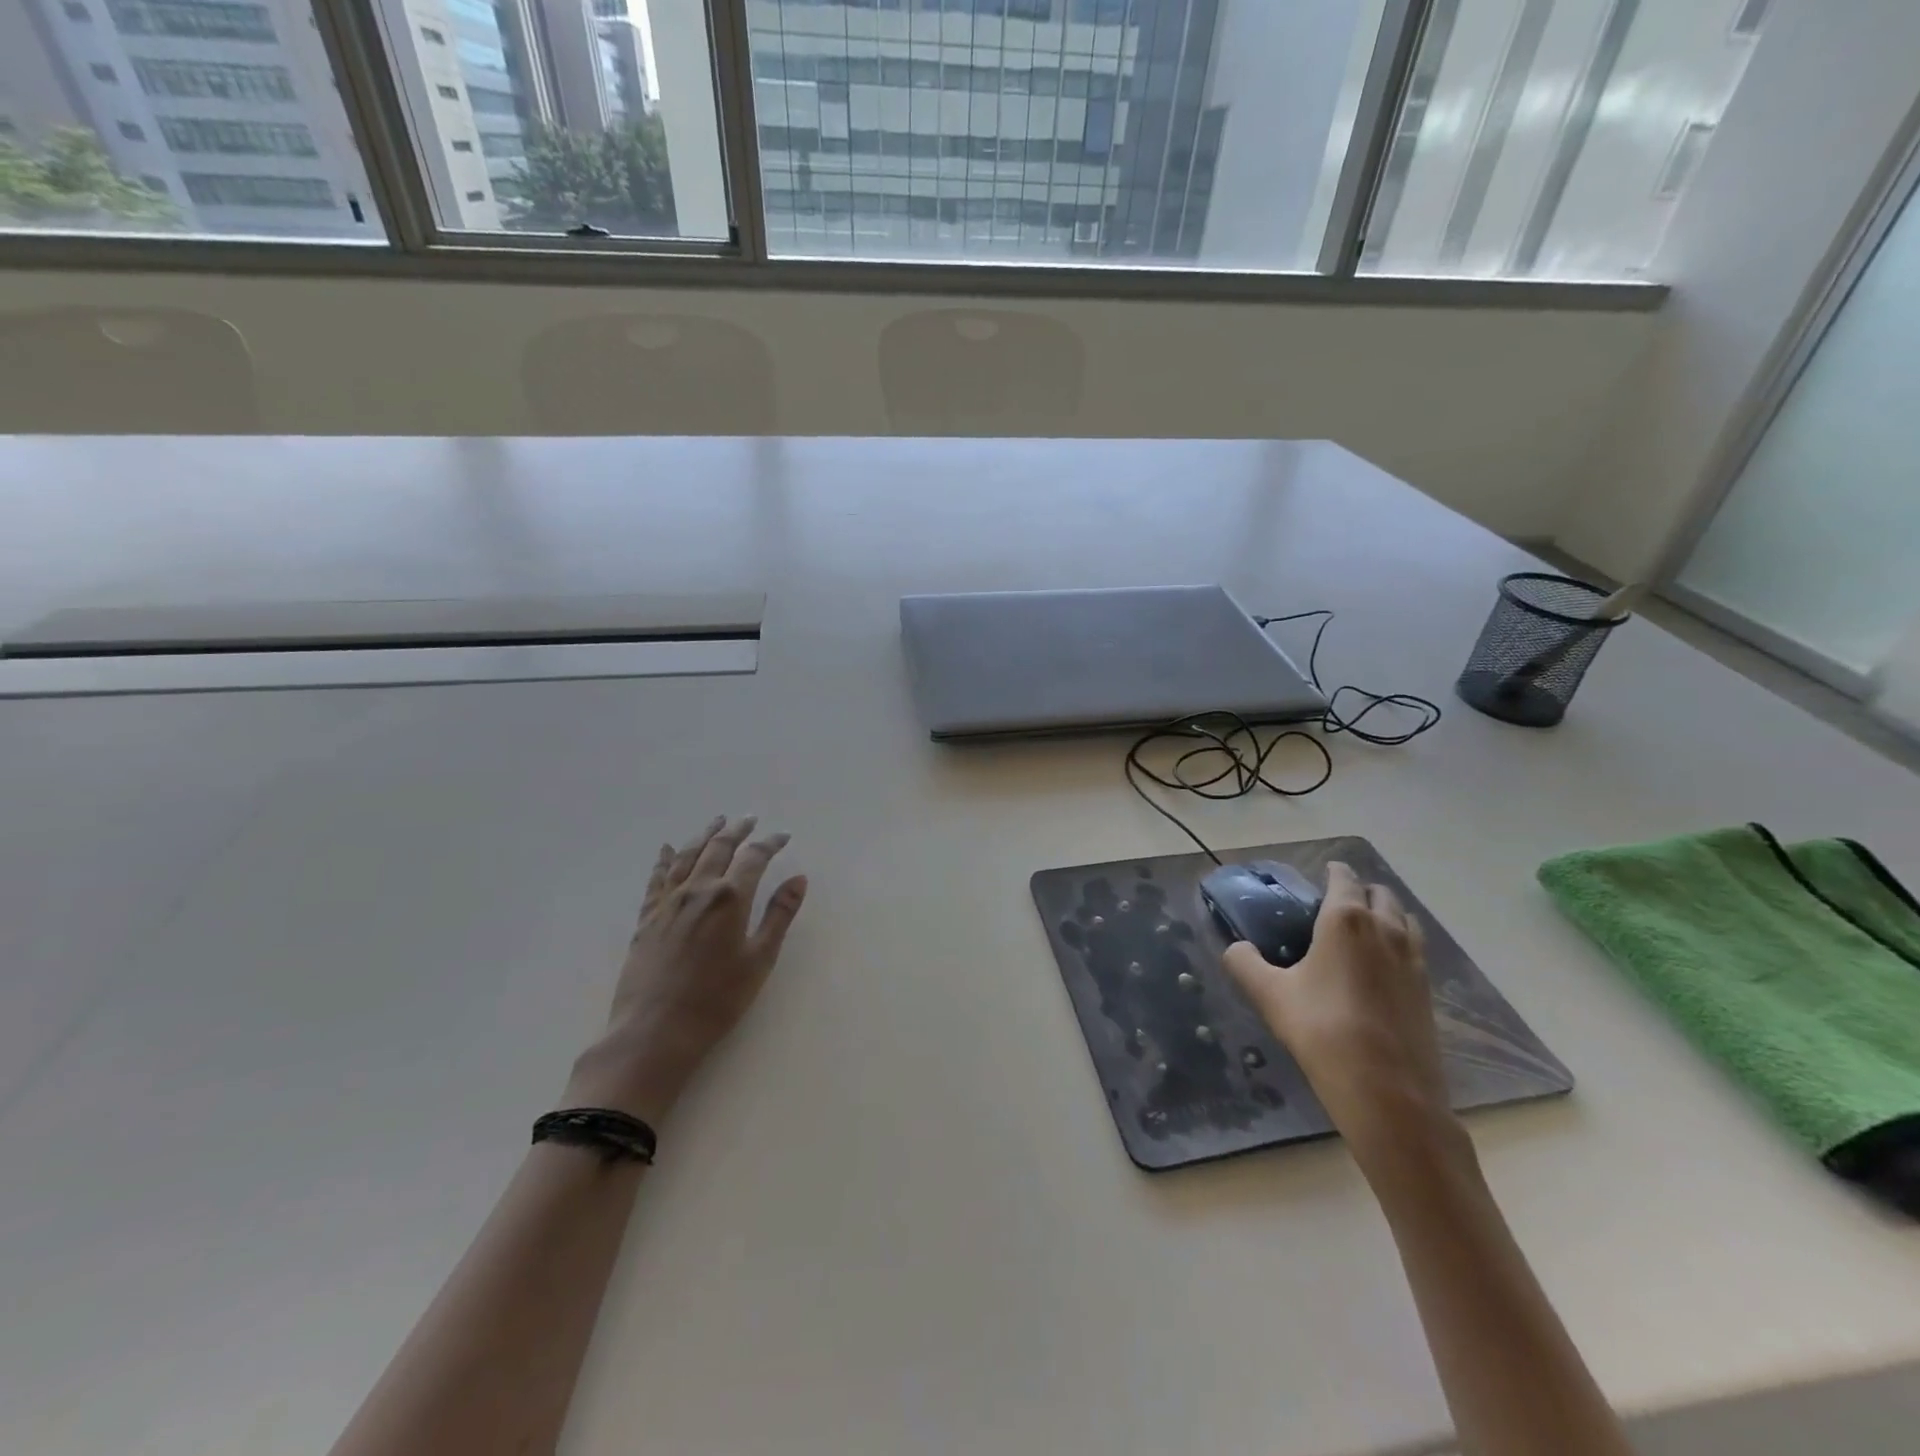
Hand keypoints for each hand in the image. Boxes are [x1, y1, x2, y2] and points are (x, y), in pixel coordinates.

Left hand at [565, 815, 806, 1124]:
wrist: (654, 1031)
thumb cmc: (716, 999)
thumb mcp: (760, 959)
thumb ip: (779, 915)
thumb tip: (799, 879)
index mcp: (730, 897)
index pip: (754, 858)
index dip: (770, 843)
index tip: (783, 836)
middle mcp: (698, 889)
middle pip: (718, 848)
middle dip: (737, 830)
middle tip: (749, 818)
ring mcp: (668, 902)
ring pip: (687, 856)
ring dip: (704, 835)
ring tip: (716, 821)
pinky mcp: (646, 918)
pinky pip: (656, 878)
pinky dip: (665, 859)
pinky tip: (668, 849)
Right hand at [1223, 862, 1458, 1173]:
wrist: (1387, 1091)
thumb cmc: (1321, 1030)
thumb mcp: (1269, 994)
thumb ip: (1244, 963)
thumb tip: (1235, 948)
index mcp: (1346, 919)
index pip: (1344, 878)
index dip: (1332, 871)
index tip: (1321, 874)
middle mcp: (1386, 929)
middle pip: (1381, 894)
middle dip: (1361, 891)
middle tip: (1336, 903)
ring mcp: (1414, 960)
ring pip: (1405, 919)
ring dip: (1386, 914)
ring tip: (1363, 930)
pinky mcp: (1428, 991)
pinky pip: (1415, 949)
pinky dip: (1399, 944)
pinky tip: (1381, 967)